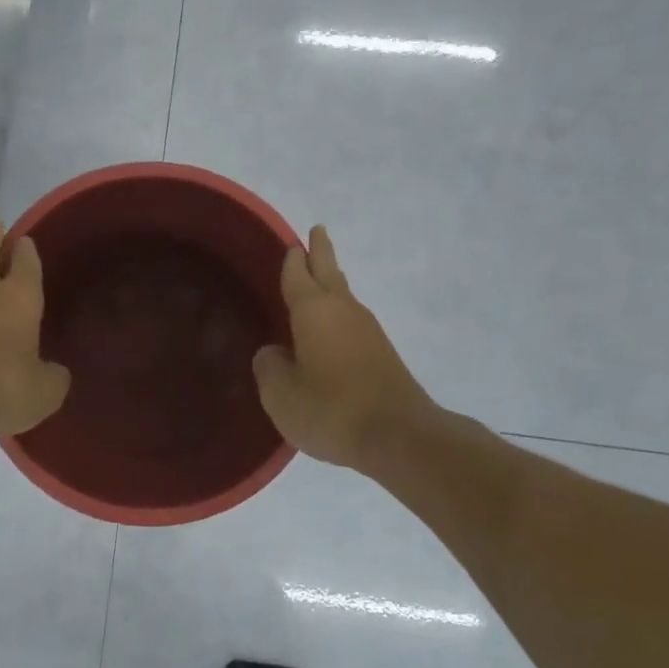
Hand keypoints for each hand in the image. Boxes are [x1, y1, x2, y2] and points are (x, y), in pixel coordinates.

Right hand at [251, 226, 434, 469]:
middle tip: (316, 231)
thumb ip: (269, 368)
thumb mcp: (281, 395)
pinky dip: (339, 312)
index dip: (291, 259)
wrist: (399, 436)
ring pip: (344, 294)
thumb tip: (273, 353)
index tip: (291, 242)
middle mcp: (342, 310)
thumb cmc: (332, 409)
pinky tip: (332, 327)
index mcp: (313, 310)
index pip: (297, 274)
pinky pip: (352, 319)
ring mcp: (367, 330)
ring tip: (321, 275)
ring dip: (332, 281)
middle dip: (320, 251)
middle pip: (329, 271)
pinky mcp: (382, 352)